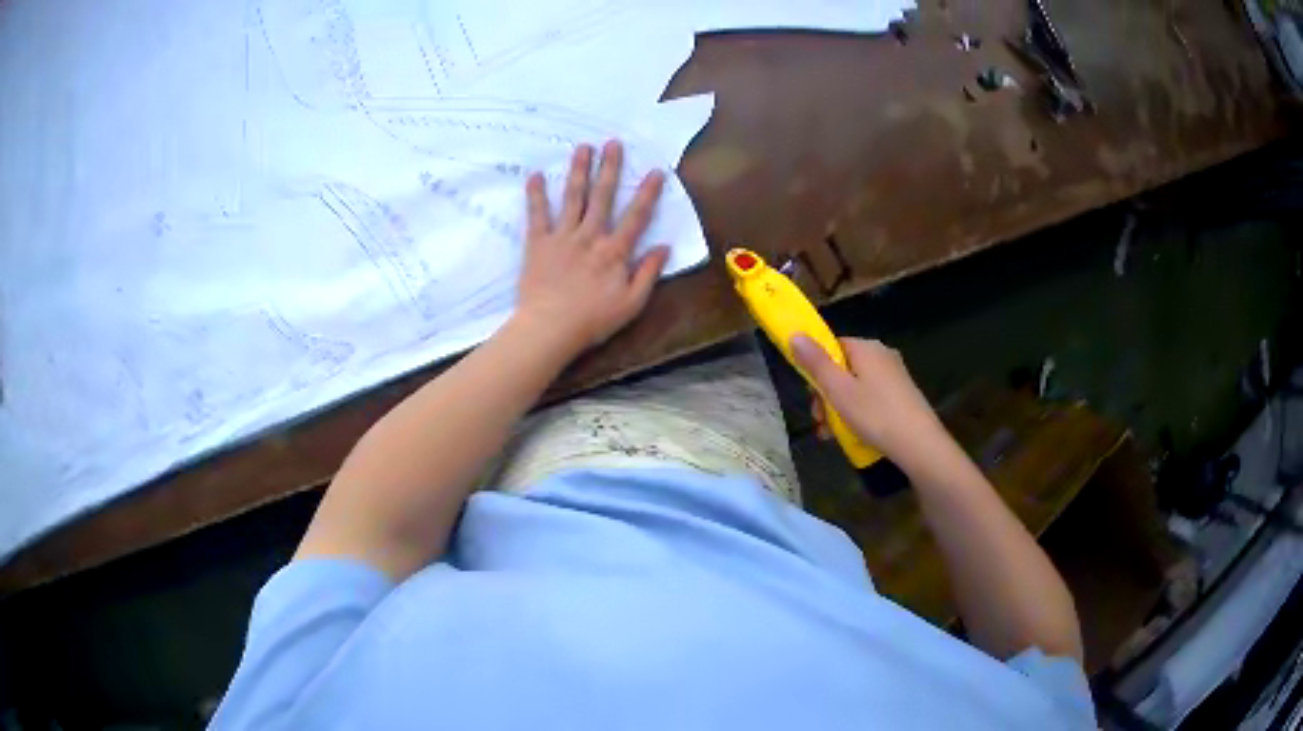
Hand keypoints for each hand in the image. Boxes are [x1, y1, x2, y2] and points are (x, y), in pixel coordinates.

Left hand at [514, 140, 669, 355]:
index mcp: (615, 251)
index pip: (636, 216)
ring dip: (579, 171)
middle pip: (603, 197)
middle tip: (613, 143)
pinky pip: (537, 215)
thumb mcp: (631, 304)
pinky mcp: (538, 243)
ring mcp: (563, 237)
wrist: (549, 328)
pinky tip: (536, 175)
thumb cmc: (592, 320)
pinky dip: (536, 195)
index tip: (655, 170)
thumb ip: (648, 273)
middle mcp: (590, 236)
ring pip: (573, 198)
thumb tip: (665, 247)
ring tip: (583, 147)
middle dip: (610, 168)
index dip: (647, 192)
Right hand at [791, 335, 944, 467]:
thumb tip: (795, 334)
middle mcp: (882, 355)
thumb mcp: (839, 390)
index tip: (811, 394)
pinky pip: (871, 398)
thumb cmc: (875, 414)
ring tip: (832, 435)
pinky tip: (853, 435)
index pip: (833, 346)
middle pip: (843, 368)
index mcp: (867, 348)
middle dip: (827, 395)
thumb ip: (816, 363)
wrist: (919, 444)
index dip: (817, 368)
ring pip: (856, 387)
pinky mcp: (902, 395)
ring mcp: (894, 376)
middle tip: (820, 422)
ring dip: (839, 409)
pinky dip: (858, 413)